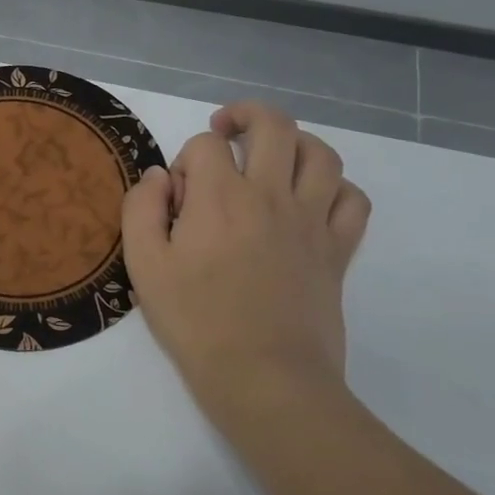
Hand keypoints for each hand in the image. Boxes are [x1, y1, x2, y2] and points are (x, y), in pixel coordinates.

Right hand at [121, 102, 371, 415]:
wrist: (265, 377)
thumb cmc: (196, 321)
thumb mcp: (144, 264)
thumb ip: (141, 209)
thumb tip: (159, 176)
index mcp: (219, 197)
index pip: (205, 144)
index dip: (185, 159)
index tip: (176, 198)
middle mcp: (271, 195)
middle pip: (274, 126)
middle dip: (245, 116)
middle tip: (225, 130)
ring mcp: (312, 221)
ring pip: (321, 153)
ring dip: (294, 142)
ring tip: (271, 156)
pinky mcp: (338, 250)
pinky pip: (353, 199)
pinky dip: (334, 187)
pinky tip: (310, 199)